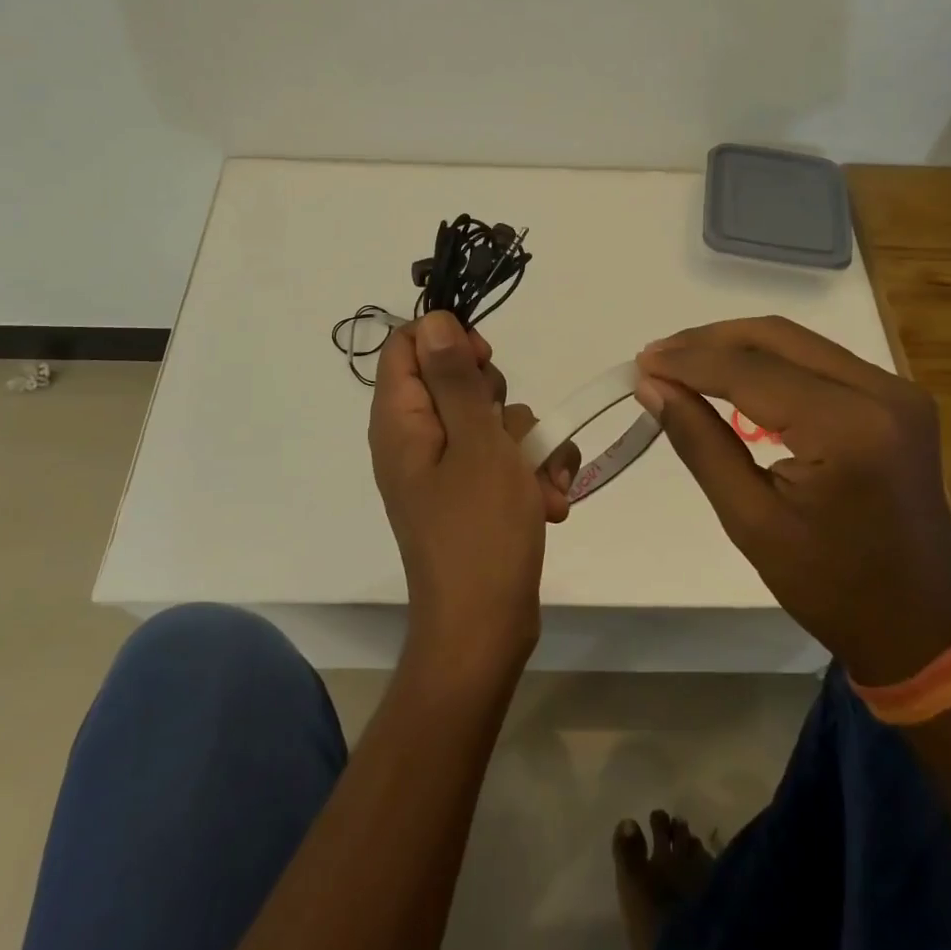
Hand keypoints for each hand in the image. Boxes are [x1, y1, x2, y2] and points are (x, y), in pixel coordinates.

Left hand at [369, 311, 579, 680]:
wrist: (485, 630)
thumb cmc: (479, 532)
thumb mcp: (476, 443)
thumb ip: (455, 378)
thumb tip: (433, 319)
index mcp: (400, 420)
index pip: (408, 345)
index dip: (449, 340)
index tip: (486, 360)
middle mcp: (416, 437)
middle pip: (455, 380)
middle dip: (499, 400)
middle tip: (508, 433)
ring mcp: (445, 467)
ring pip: (491, 420)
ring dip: (529, 446)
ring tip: (541, 487)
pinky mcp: (470, 492)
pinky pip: (504, 458)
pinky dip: (531, 474)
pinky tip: (550, 503)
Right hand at [635, 317, 950, 684]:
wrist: (919, 625)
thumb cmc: (829, 586)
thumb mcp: (750, 519)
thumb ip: (699, 441)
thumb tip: (651, 385)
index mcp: (849, 429)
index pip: (751, 372)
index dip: (689, 362)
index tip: (640, 363)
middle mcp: (882, 393)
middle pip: (777, 337)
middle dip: (708, 342)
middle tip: (656, 357)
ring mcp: (896, 391)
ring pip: (797, 341)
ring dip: (735, 346)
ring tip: (682, 362)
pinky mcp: (897, 398)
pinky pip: (818, 360)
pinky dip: (768, 361)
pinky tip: (731, 376)